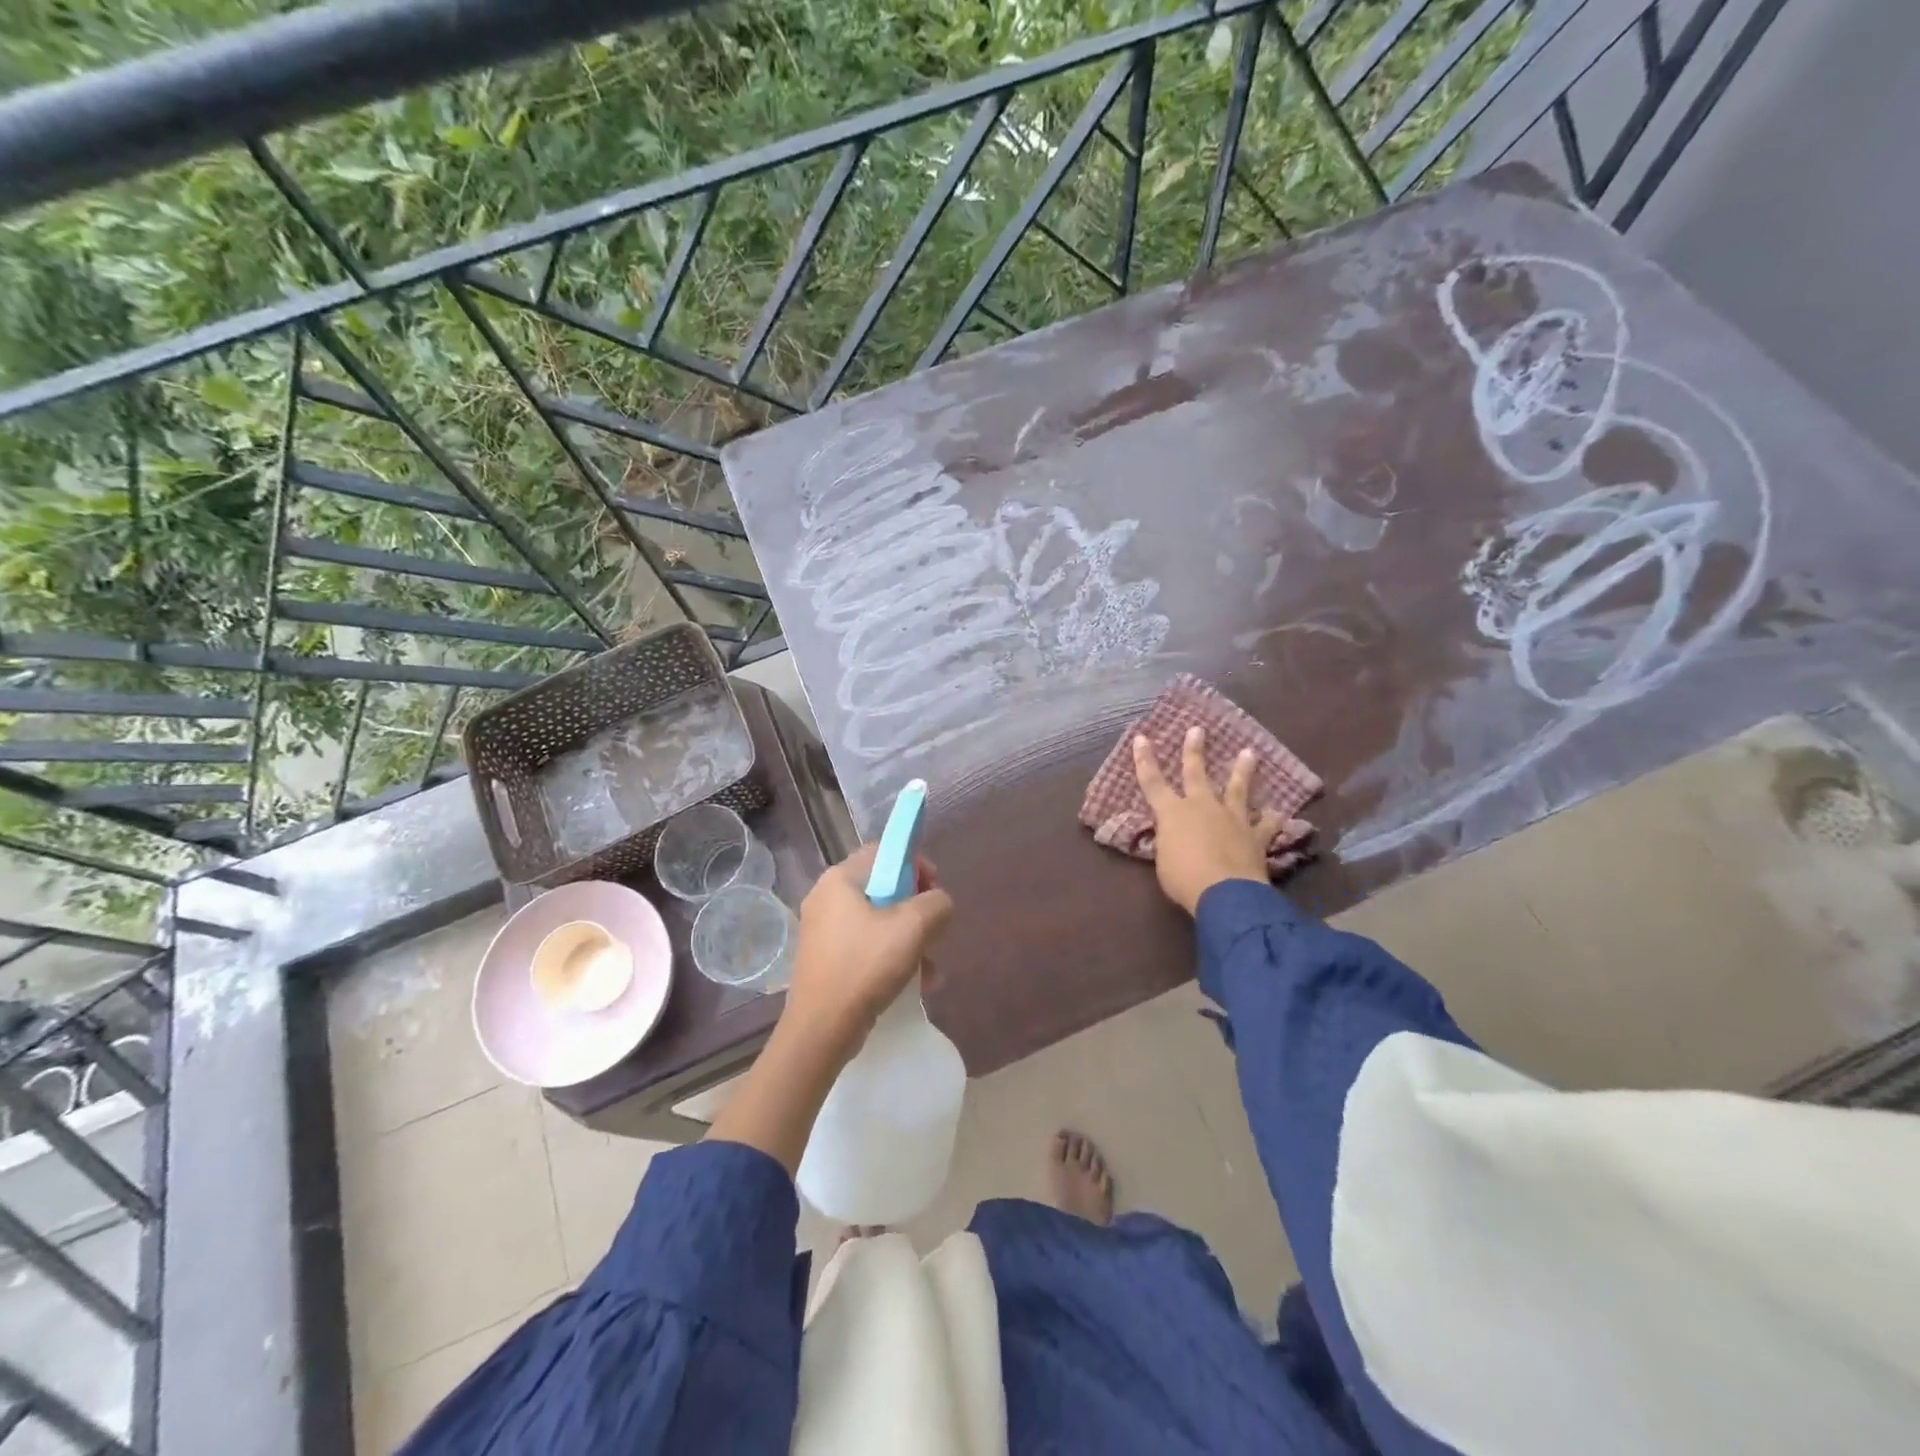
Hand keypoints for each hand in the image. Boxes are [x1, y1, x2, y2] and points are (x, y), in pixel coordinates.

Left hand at [784, 842, 954, 1052]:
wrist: (821, 1029)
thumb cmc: (865, 966)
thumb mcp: (913, 927)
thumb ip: (936, 903)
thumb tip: (939, 902)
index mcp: (840, 879)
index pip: (884, 852)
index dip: (915, 865)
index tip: (934, 891)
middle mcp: (826, 897)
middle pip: (884, 887)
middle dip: (917, 910)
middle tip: (934, 932)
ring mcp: (823, 930)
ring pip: (879, 921)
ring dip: (910, 939)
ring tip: (930, 969)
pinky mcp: (826, 959)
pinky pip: (867, 945)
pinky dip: (892, 958)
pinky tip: (915, 984)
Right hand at [1133, 727, 1287, 914]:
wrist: (1226, 893)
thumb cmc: (1184, 879)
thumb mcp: (1164, 860)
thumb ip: (1169, 842)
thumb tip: (1175, 837)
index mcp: (1172, 813)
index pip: (1152, 782)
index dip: (1145, 760)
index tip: (1142, 737)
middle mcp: (1202, 807)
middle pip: (1196, 773)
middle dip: (1194, 751)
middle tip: (1198, 730)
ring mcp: (1232, 819)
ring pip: (1237, 789)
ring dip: (1242, 771)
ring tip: (1249, 753)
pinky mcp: (1255, 836)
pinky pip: (1266, 825)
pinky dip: (1272, 819)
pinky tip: (1278, 813)